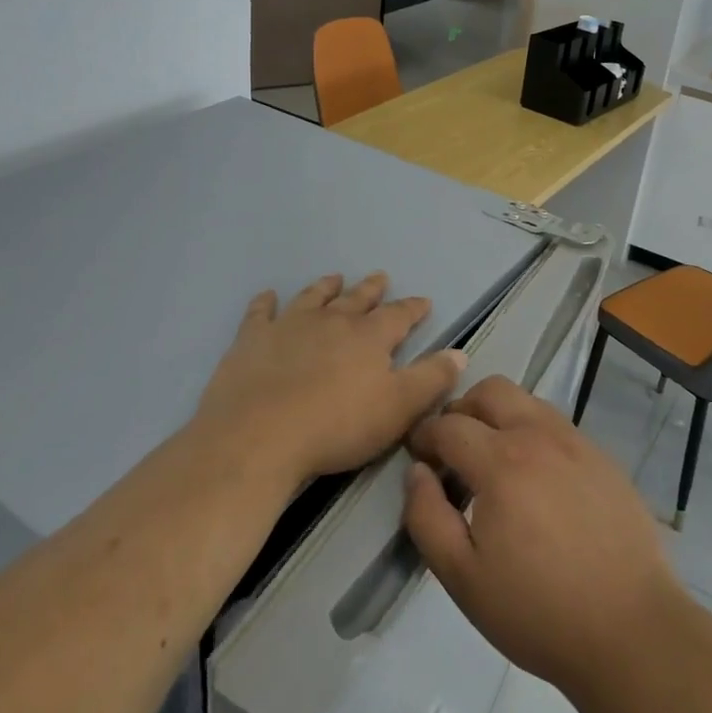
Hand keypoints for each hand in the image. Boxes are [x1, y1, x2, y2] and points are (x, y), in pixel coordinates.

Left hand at [192, 272, 466, 489]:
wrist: (259, 436)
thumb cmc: (337, 426)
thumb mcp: (399, 409)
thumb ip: (431, 379)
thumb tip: (459, 353)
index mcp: (369, 337)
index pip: (398, 316)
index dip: (412, 309)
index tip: (423, 301)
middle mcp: (331, 321)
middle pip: (356, 299)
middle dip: (371, 289)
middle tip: (380, 277)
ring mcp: (289, 325)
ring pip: (313, 298)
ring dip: (326, 287)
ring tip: (334, 278)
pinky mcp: (252, 339)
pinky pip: (260, 313)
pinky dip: (265, 302)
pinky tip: (267, 296)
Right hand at [403, 376, 682, 699]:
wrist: (631, 630)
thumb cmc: (538, 610)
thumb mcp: (462, 577)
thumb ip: (427, 517)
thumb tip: (417, 472)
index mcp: (501, 461)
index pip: (449, 425)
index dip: (424, 435)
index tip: (417, 455)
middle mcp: (539, 436)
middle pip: (491, 390)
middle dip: (462, 410)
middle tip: (453, 449)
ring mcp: (577, 443)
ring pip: (527, 402)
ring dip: (499, 417)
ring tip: (494, 463)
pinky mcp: (603, 459)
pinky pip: (557, 425)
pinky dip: (533, 434)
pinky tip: (536, 480)